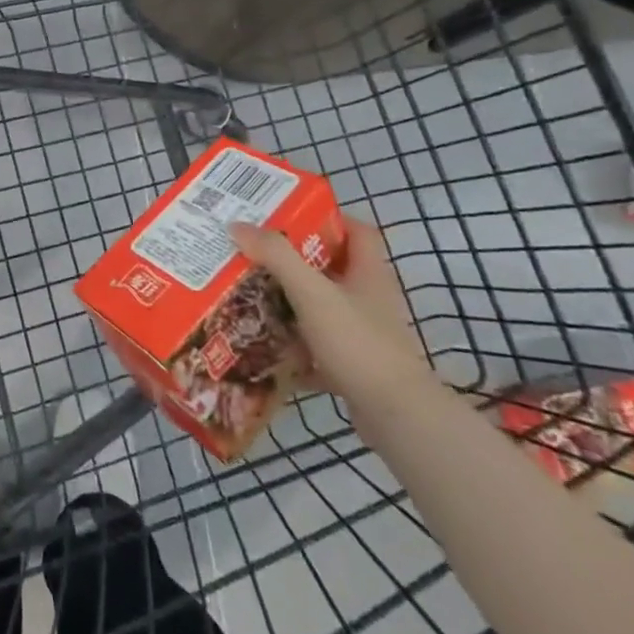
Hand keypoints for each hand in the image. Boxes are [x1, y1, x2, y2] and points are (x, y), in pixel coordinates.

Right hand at [230, 219, 427, 401]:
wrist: (396, 417)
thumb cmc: (358, 343)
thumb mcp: (312, 293)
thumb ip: (276, 257)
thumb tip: (237, 225)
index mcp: (369, 273)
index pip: (357, 231)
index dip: (328, 218)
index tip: (289, 217)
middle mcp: (370, 299)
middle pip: (333, 268)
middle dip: (295, 261)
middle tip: (256, 253)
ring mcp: (364, 335)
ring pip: (323, 309)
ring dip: (291, 303)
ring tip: (252, 295)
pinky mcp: (355, 367)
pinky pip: (319, 348)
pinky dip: (294, 348)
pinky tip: (266, 349)